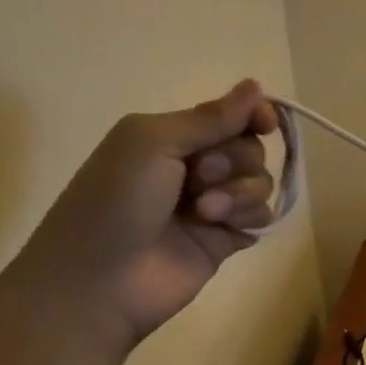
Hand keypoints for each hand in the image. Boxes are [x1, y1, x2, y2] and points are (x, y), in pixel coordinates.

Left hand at [11, 79, 280, 346]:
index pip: (230, 116)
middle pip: (251, 148)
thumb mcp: (152, 142)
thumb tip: (256, 85)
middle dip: (234, 158)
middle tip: (198, 175)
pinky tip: (223, 229)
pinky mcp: (225, 240)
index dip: (254, 115)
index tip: (266, 123)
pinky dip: (248, 217)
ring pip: (260, 182)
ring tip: (205, 211)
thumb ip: (210, 117)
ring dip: (240, 191)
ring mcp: (212, 205)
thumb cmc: (115, 201)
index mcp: (171, 136)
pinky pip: (262, 217)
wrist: (99, 280)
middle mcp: (194, 167)